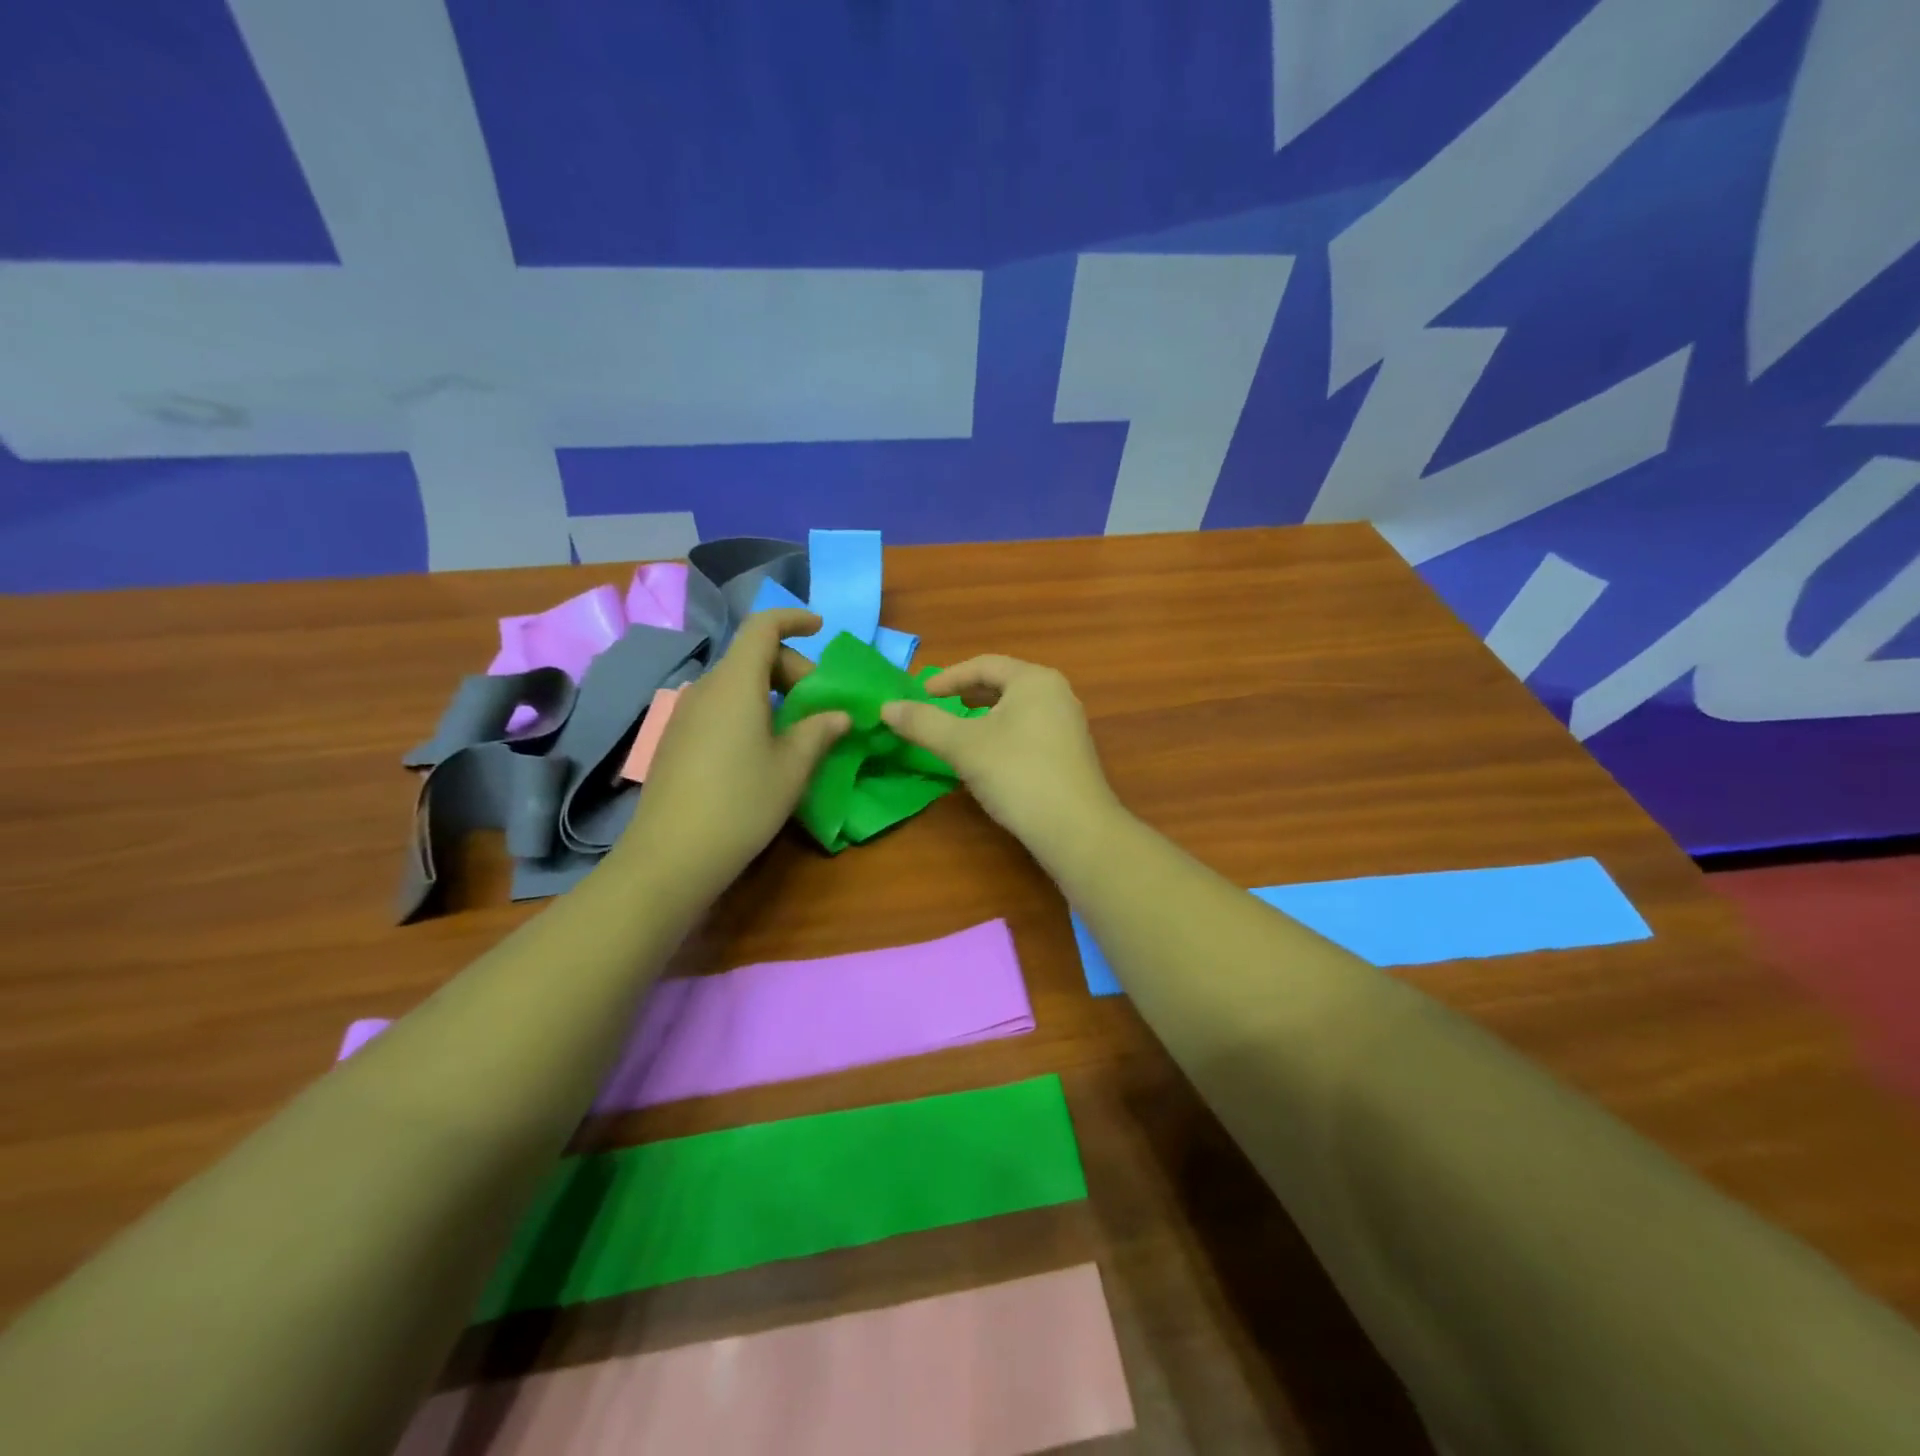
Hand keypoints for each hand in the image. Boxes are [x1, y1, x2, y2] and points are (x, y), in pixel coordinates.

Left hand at [624, 609, 848, 889]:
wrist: (671, 855)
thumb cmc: (741, 803)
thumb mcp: (792, 768)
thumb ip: (819, 732)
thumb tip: (839, 716)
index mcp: (736, 683)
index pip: (762, 627)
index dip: (793, 619)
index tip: (821, 628)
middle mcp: (706, 688)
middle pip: (751, 656)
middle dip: (790, 667)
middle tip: (819, 704)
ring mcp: (685, 714)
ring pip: (734, 683)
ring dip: (769, 691)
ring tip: (795, 728)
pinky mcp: (675, 739)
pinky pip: (718, 706)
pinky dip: (747, 709)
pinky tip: (760, 748)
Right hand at [881, 655, 1119, 857]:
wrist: (1075, 828)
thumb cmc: (1017, 774)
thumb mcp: (962, 746)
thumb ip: (923, 723)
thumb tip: (886, 707)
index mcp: (1034, 680)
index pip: (984, 665)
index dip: (948, 677)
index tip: (920, 694)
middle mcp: (1057, 693)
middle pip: (1003, 684)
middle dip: (967, 694)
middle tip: (937, 707)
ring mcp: (1068, 724)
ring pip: (1016, 709)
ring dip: (984, 716)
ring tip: (959, 730)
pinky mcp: (1071, 753)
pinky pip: (1029, 730)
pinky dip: (1002, 734)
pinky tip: (989, 757)